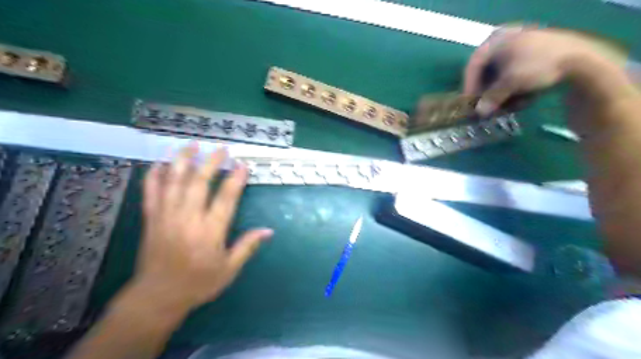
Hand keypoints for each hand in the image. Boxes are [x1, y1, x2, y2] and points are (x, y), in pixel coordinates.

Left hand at [131, 143, 270, 310]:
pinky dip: (154, 176)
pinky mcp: (151, 219)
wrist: (157, 297)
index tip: (243, 165)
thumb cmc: (198, 284)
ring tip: (192, 144)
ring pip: (174, 182)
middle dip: (211, 162)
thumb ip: (247, 247)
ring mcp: (166, 217)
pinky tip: (160, 163)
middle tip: (221, 149)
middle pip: (199, 183)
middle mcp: (188, 219)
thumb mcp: (229, 270)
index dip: (235, 179)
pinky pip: (150, 192)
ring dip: (183, 160)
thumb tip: (268, 230)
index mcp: (210, 232)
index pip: (226, 198)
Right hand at [467, 27, 595, 116]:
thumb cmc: (538, 66)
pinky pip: (516, 73)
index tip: (469, 101)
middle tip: (488, 106)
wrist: (583, 59)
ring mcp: (522, 45)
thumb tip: (479, 113)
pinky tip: (522, 99)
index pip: (474, 65)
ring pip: (502, 74)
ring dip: (502, 93)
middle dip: (488, 92)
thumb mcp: (510, 83)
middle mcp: (507, 39)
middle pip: (488, 70)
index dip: (469, 85)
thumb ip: (491, 98)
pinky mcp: (535, 54)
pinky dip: (515, 87)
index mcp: (497, 40)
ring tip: (508, 107)